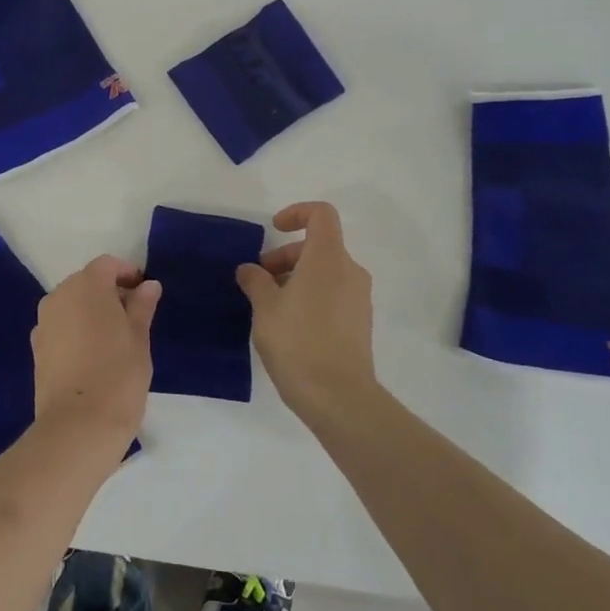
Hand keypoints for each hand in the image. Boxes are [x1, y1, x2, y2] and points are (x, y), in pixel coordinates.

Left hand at [31, 255, 160, 452]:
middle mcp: (59, 296)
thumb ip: (142, 306)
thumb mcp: (140, 338)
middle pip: (86, 282)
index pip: (106, 265)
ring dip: (91, 311)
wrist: (78, 426)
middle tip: (133, 317)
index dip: (127, 273)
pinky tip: (92, 355)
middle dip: (108, 292)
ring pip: (71, 304)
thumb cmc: (118, 375)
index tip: (145, 292)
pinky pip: (60, 326)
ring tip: (114, 338)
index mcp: (86, 286)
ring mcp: (44, 323)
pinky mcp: (37, 348)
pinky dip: (76, 330)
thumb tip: (148, 285)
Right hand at [237, 202, 375, 425]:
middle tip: (258, 280)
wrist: (338, 397)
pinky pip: (333, 294)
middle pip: (319, 246)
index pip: (321, 214)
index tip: (273, 231)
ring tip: (269, 306)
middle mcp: (350, 271)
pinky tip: (288, 325)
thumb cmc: (298, 342)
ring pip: (325, 272)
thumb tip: (250, 270)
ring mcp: (359, 298)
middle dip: (285, 256)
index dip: (296, 213)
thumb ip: (256, 281)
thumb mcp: (265, 308)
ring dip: (295, 278)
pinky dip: (310, 296)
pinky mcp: (360, 323)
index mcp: (328, 258)